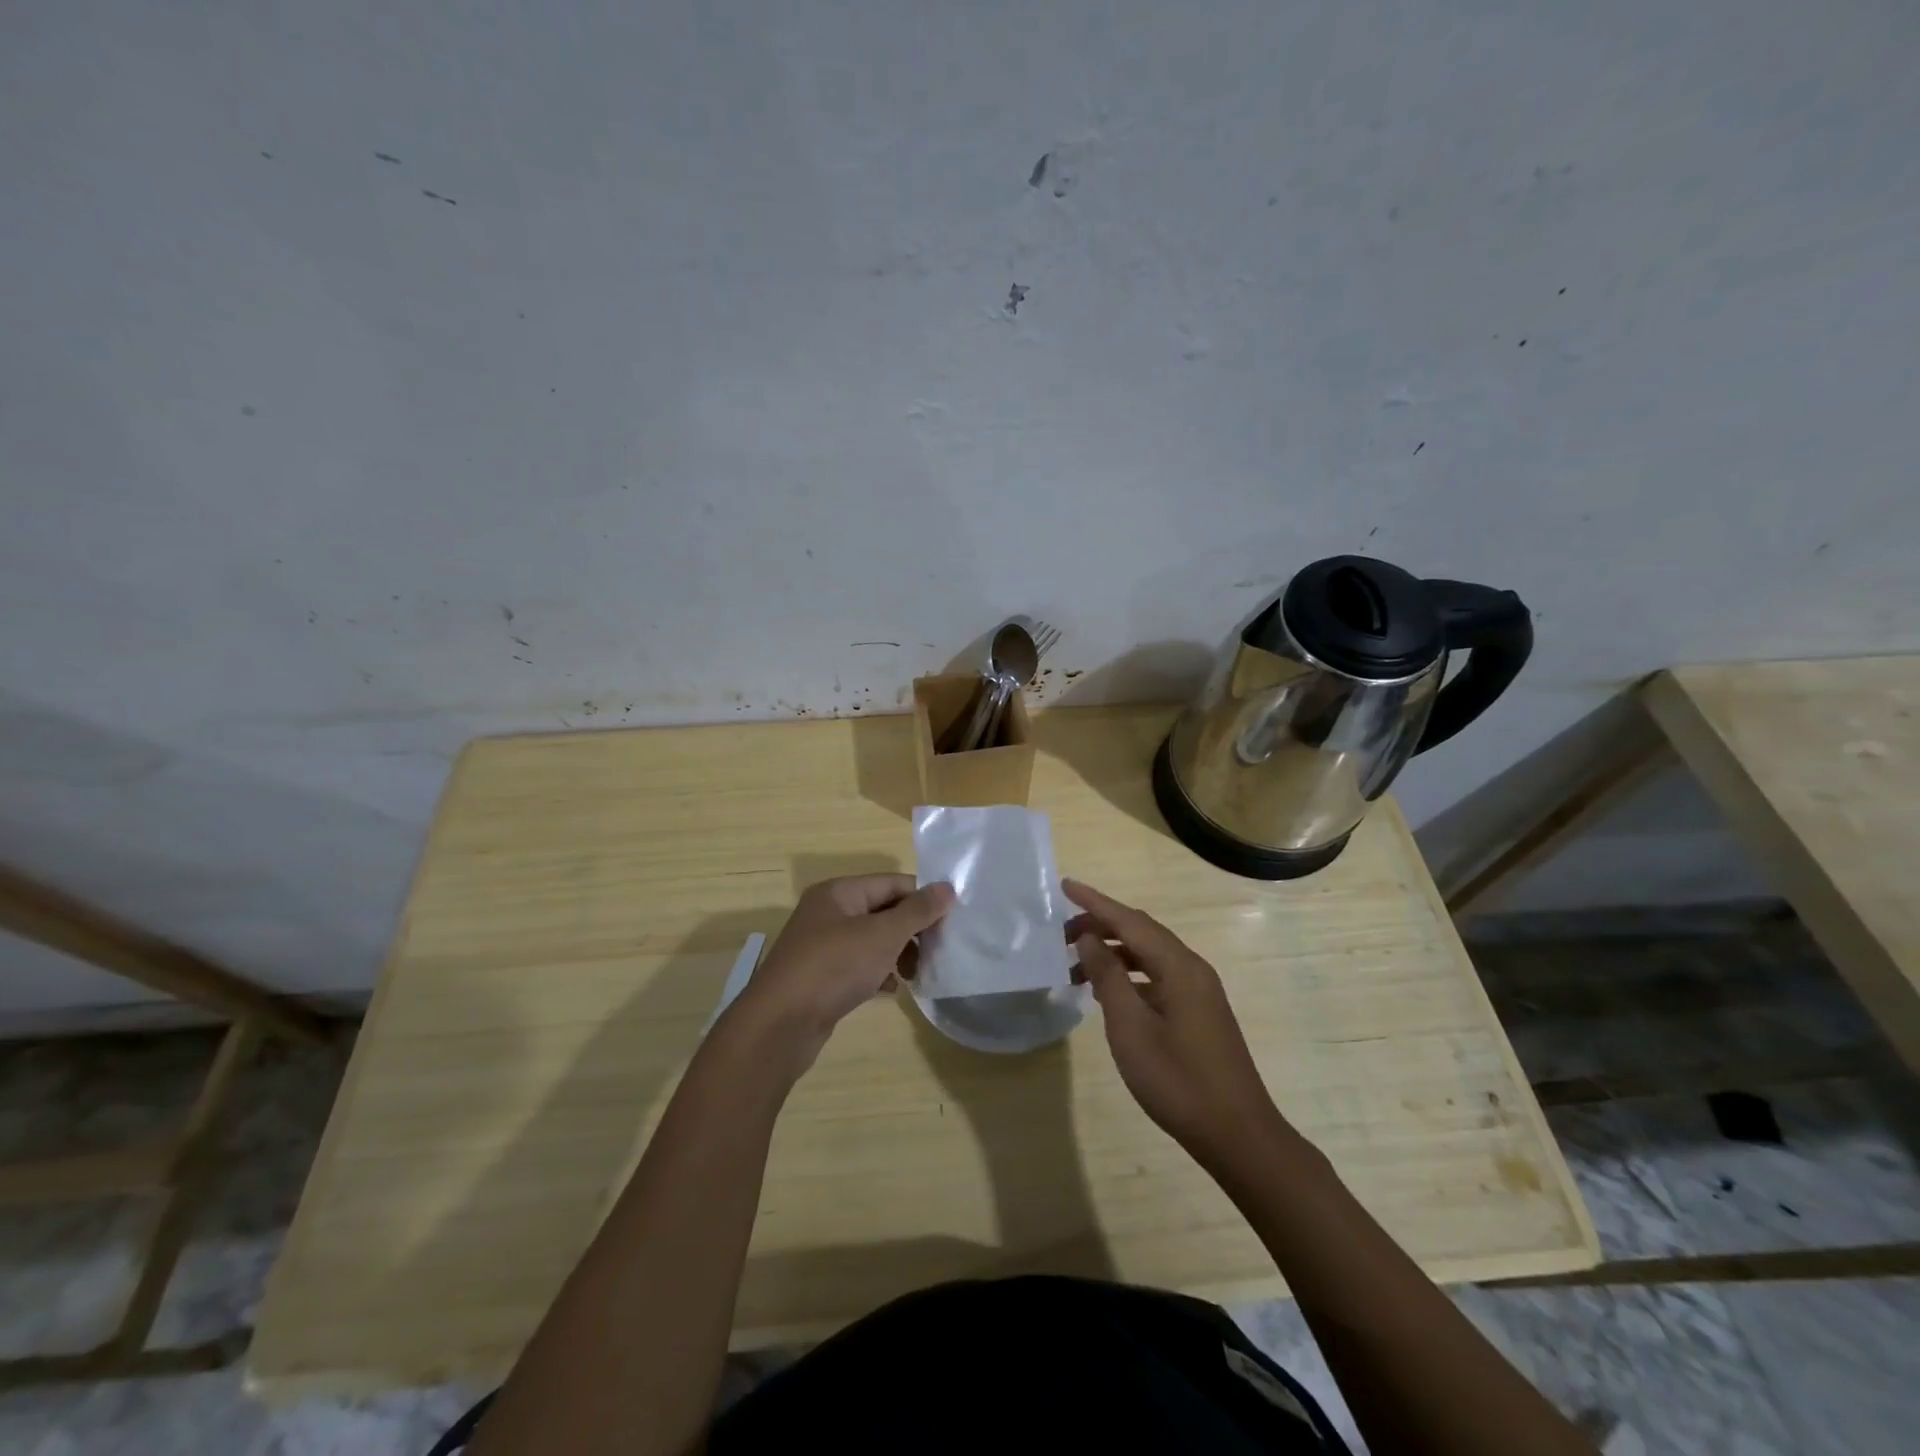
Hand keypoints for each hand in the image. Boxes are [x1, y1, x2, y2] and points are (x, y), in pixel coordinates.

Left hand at [732, 874, 953, 1071]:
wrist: (779, 1026)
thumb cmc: (834, 968)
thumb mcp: (882, 935)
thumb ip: (917, 911)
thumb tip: (948, 887)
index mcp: (839, 892)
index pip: (892, 883)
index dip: (923, 899)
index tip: (952, 922)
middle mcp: (828, 913)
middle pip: (883, 911)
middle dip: (912, 929)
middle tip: (938, 951)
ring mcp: (822, 946)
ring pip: (873, 940)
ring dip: (898, 953)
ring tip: (916, 974)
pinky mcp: (821, 977)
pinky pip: (859, 965)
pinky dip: (878, 973)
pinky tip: (891, 989)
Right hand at [1064, 878, 1283, 1167]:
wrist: (1238, 1135)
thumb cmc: (1178, 1080)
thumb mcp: (1131, 1028)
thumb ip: (1108, 976)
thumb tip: (1089, 938)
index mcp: (1179, 966)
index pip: (1129, 920)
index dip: (1094, 902)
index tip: (1065, 886)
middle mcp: (1192, 968)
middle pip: (1141, 932)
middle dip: (1100, 926)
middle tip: (1060, 935)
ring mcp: (1199, 991)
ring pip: (1149, 955)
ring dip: (1113, 953)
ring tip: (1076, 966)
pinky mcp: (1199, 1012)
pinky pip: (1157, 977)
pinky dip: (1129, 975)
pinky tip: (1108, 992)